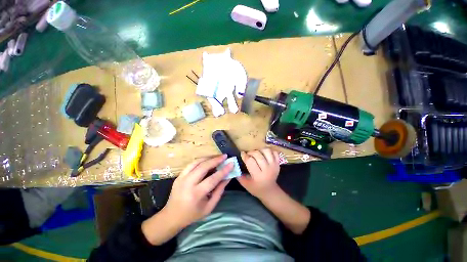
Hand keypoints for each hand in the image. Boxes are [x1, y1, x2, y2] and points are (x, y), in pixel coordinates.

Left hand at [163, 155, 231, 226]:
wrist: (171, 216)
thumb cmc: (193, 214)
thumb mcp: (209, 207)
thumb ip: (219, 191)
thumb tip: (228, 177)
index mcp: (196, 194)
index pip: (212, 179)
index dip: (223, 171)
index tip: (231, 164)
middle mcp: (188, 184)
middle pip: (203, 167)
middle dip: (216, 160)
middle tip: (225, 156)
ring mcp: (181, 178)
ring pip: (196, 162)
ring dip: (208, 157)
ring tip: (218, 156)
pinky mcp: (179, 175)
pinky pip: (191, 164)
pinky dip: (201, 160)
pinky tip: (208, 160)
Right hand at [237, 148, 279, 199]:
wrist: (270, 191)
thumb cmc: (256, 188)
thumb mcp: (245, 184)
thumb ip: (239, 175)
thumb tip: (234, 164)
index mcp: (258, 176)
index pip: (250, 161)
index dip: (245, 156)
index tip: (242, 153)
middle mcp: (267, 170)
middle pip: (258, 155)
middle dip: (251, 152)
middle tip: (248, 154)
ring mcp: (274, 165)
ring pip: (267, 151)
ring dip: (260, 150)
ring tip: (257, 153)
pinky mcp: (278, 163)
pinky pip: (274, 152)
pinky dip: (269, 151)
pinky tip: (264, 154)